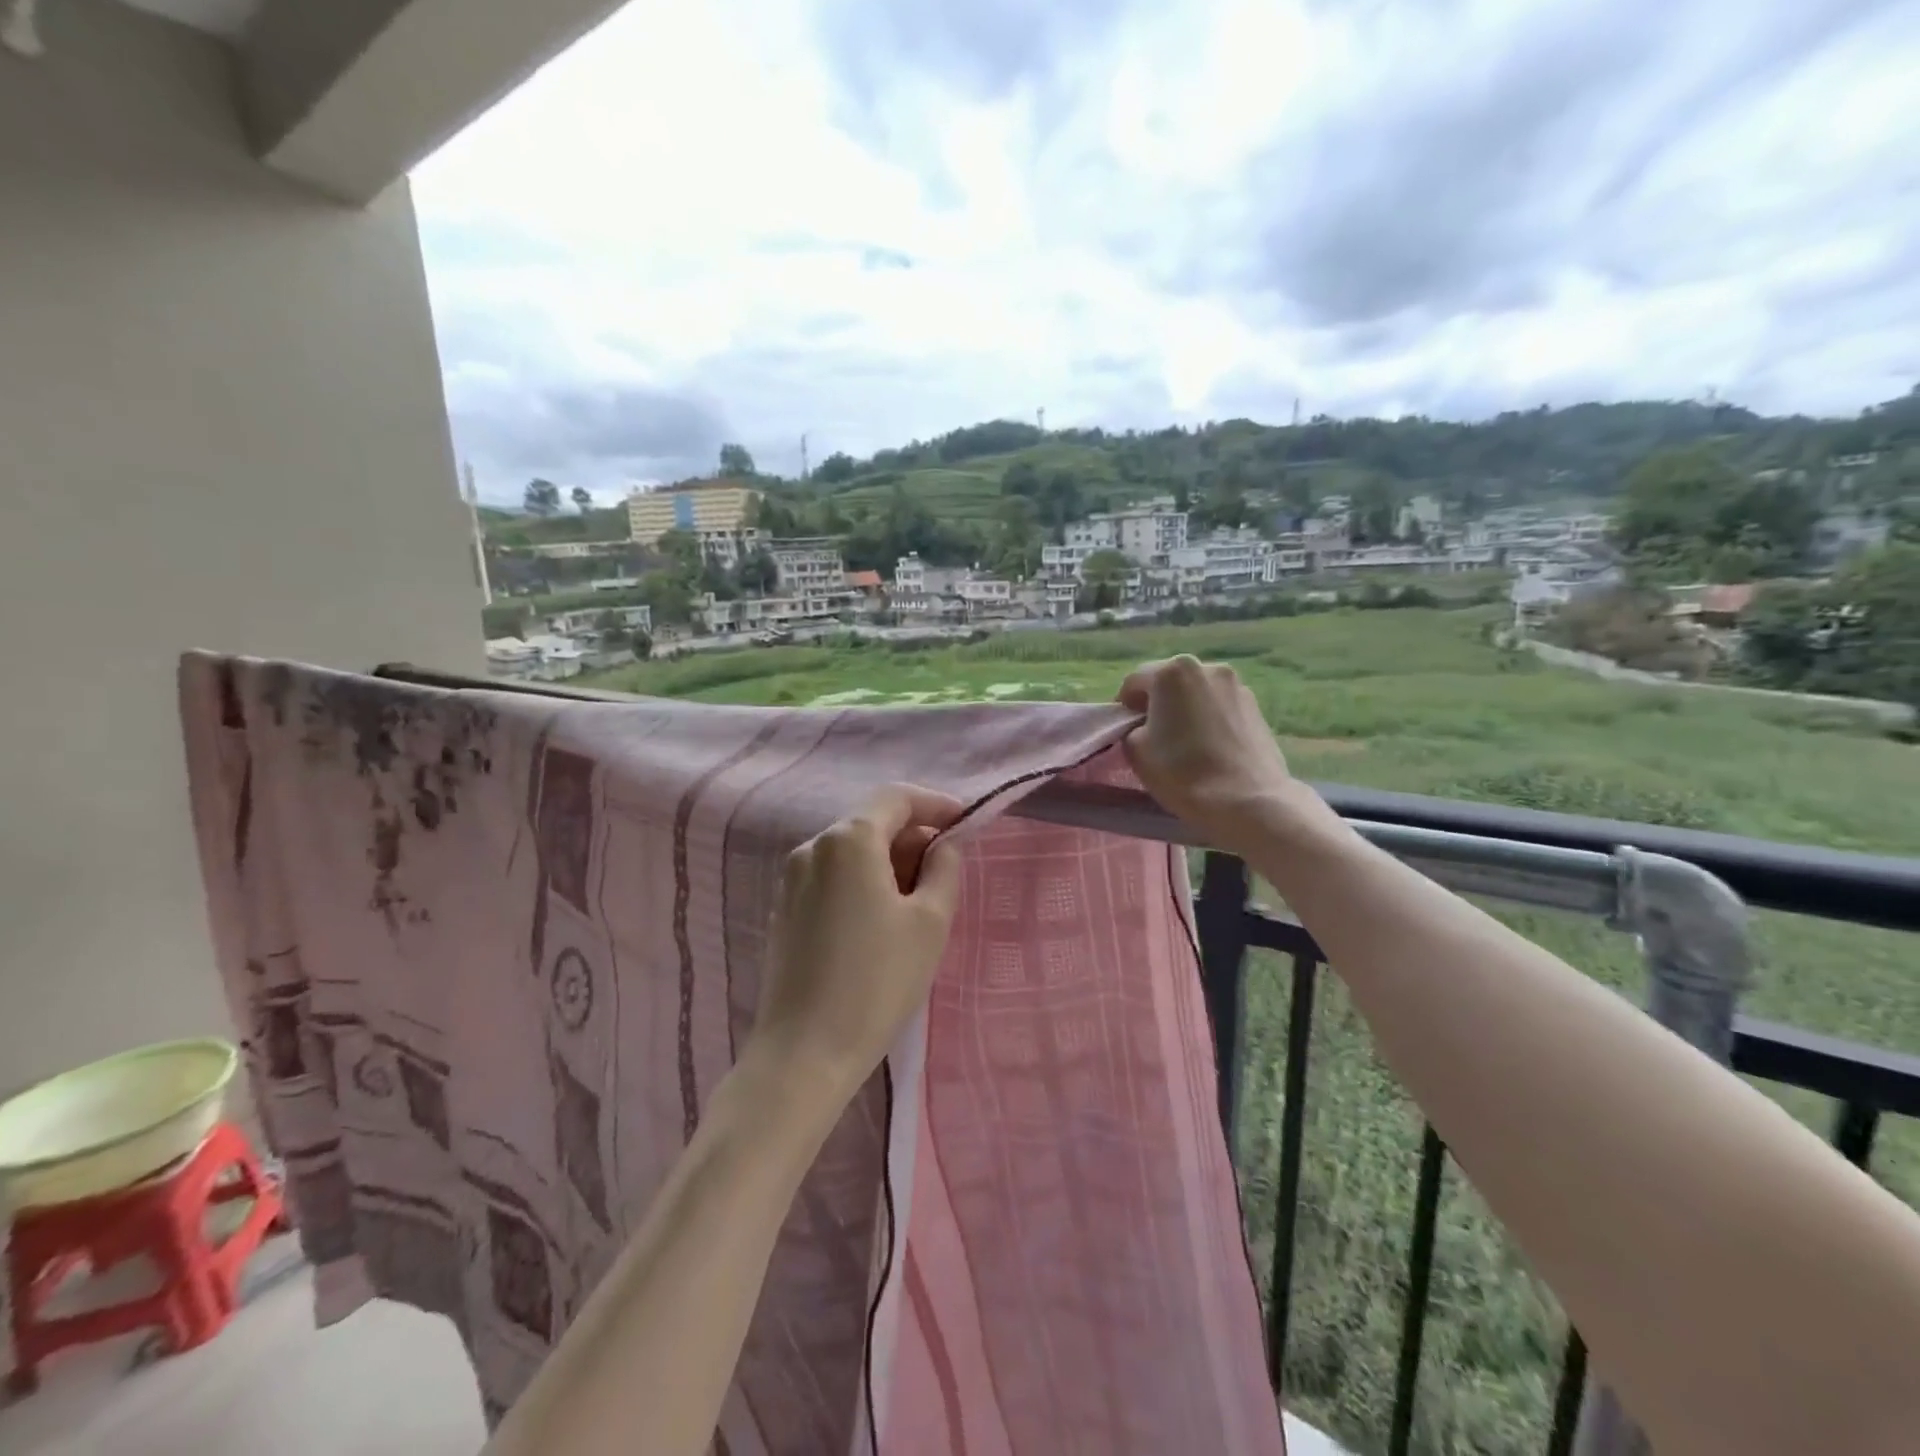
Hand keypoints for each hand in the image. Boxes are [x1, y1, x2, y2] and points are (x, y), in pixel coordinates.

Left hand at [750, 785, 964, 1095]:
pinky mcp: (784, 909)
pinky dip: (863, 881)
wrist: (804, 1052)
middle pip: (872, 821)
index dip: (935, 804)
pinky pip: (832, 876)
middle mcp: (813, 847)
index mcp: (849, 839)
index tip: (965, 825)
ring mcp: (792, 879)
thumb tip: (944, 844)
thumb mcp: (930, 922)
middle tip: (947, 869)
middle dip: (913, 836)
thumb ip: (944, 868)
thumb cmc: (877, 980)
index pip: (897, 797)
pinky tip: (881, 920)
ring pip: (852, 851)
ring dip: (889, 861)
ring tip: (919, 900)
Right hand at [1117, 656, 1322, 853]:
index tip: (1122, 729)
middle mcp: (1206, 667)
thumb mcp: (1135, 750)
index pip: (1134, 681)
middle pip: (1169, 682)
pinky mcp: (1256, 706)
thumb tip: (1143, 726)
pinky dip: (1208, 718)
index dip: (1123, 705)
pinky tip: (1208, 746)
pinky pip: (1219, 706)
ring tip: (1182, 740)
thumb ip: (1131, 728)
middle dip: (1156, 702)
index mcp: (1172, 672)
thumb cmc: (1182, 772)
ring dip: (1184, 708)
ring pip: (1197, 693)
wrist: (1247, 800)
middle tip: (1150, 733)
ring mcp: (1236, 685)